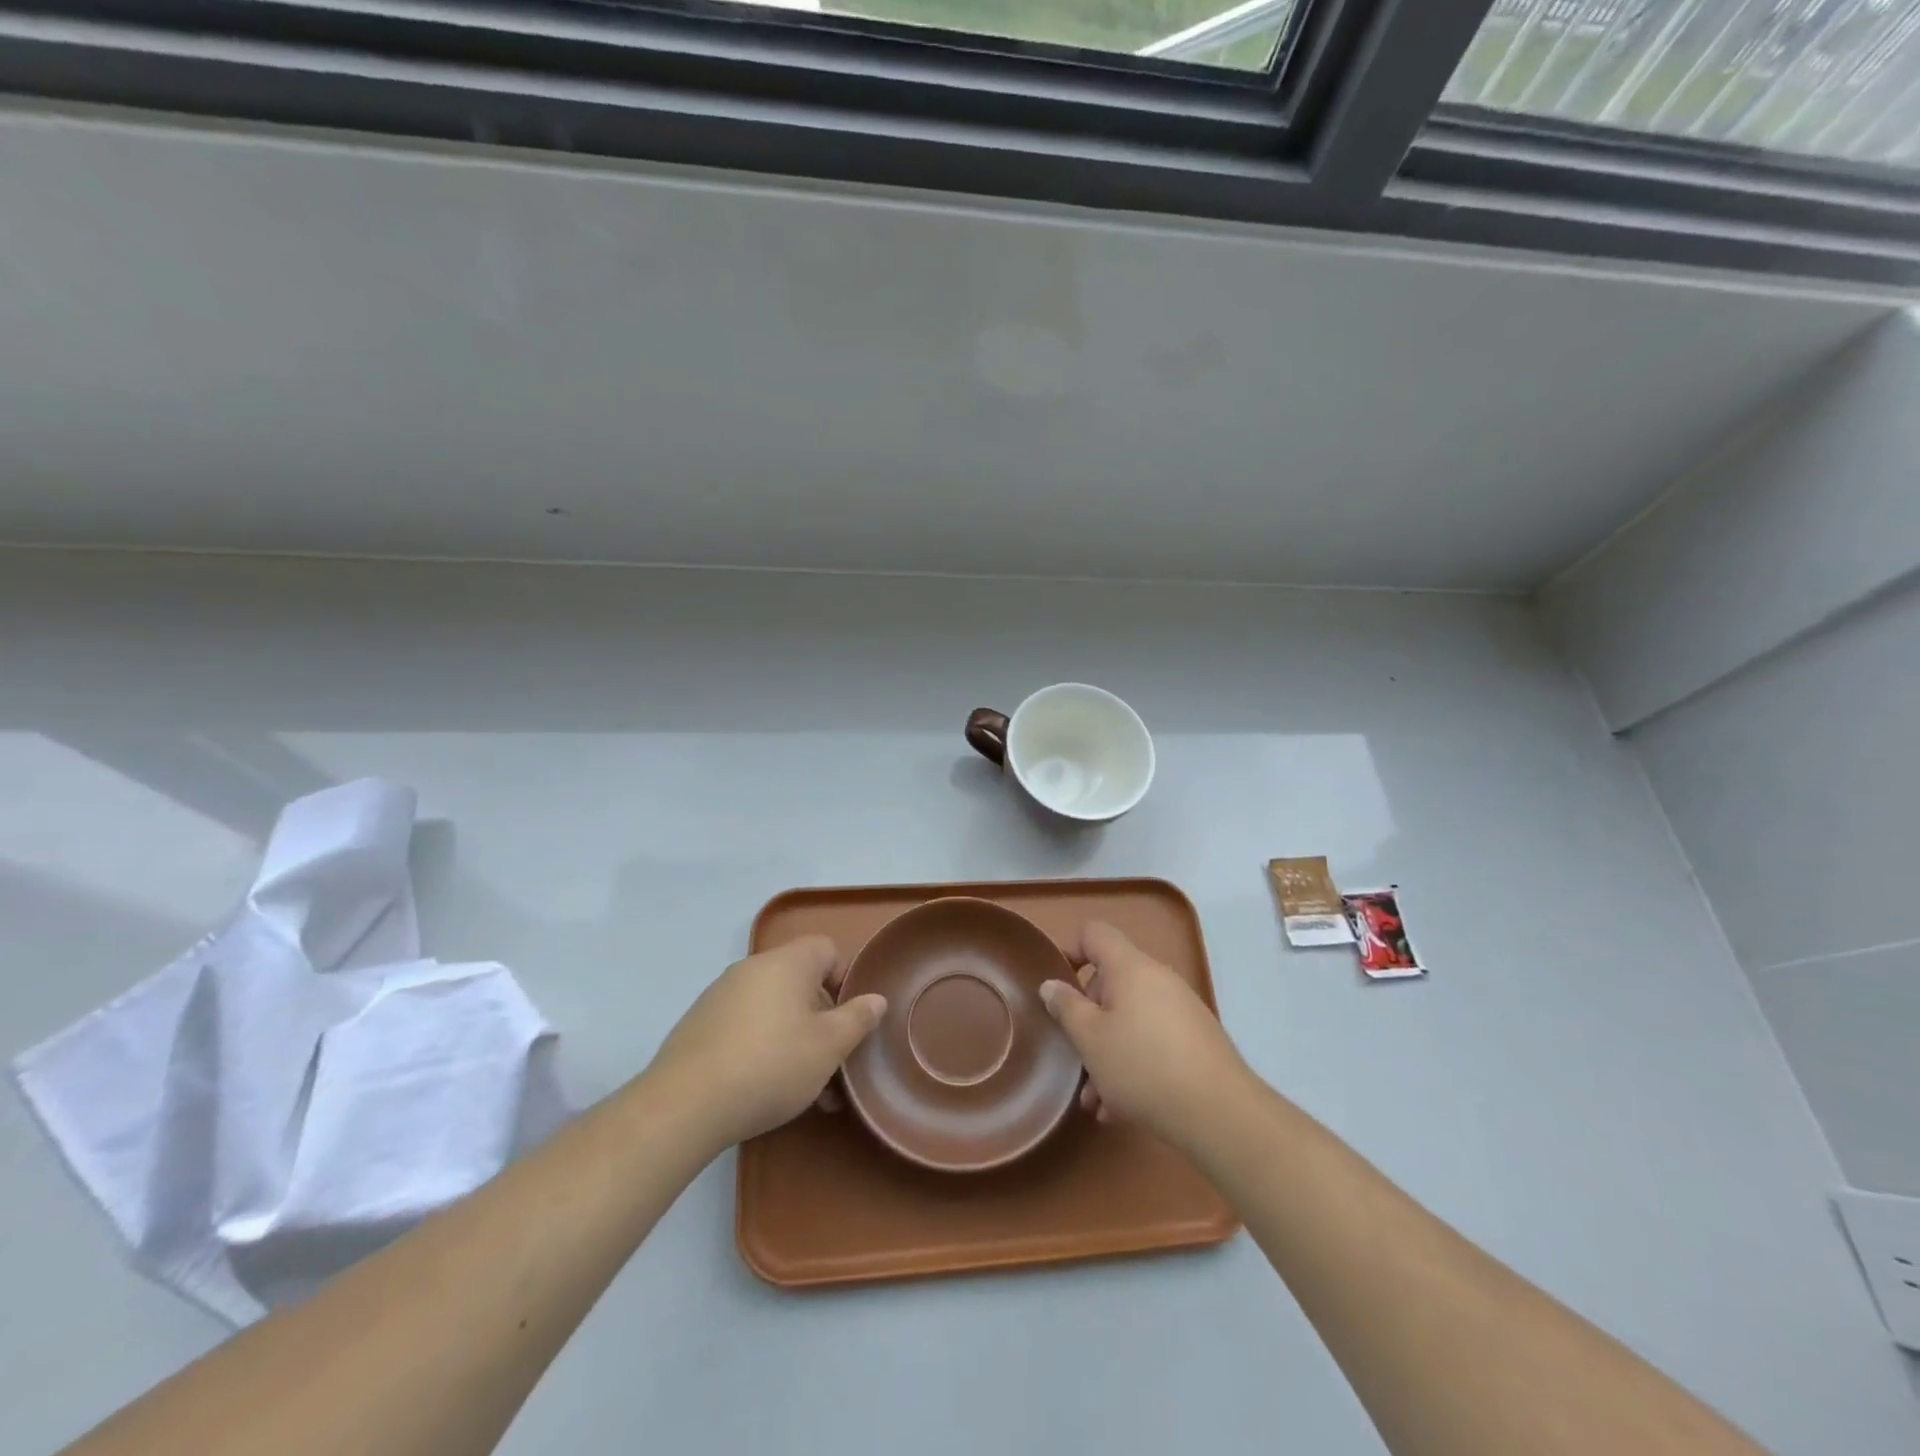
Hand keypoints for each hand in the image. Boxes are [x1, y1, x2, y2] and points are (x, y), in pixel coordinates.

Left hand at [644, 935, 885, 1152]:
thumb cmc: (771, 1065)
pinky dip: (761, 1047)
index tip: (848, 1020)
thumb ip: (857, 1019)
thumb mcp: (829, 1047)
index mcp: (787, 963)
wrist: (684, 1105)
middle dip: (821, 1019)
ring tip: (804, 1089)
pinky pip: (744, 1025)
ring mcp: (720, 995)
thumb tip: (876, 999)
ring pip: (773, 1008)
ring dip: (794, 1038)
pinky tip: (763, 1088)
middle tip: (831, 1062)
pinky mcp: (698, 1024)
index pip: (826, 949)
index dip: (844, 979)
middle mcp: (752, 968)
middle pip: (799, 981)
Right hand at [1040, 921, 1248, 1150]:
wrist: (1220, 1113)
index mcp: (1130, 967)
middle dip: (1088, 1019)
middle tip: (1075, 1056)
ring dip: (1107, 1052)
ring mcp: (1181, 1010)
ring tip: (1095, 1098)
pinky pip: (1152, 1042)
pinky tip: (1121, 1109)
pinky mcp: (1196, 1041)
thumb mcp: (1090, 1039)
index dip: (1071, 950)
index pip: (1094, 934)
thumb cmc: (1142, 1065)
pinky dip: (1133, 1065)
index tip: (1057, 986)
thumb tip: (1051, 985)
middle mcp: (1158, 979)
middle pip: (1111, 983)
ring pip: (1130, 1020)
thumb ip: (1066, 1007)